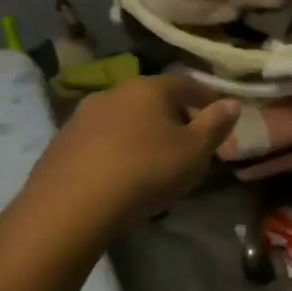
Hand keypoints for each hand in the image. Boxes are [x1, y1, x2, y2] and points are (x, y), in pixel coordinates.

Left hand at [25, 75, 239, 232]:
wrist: (70, 207)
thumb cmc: (145, 171)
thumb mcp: (194, 152)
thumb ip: (215, 125)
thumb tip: (231, 102)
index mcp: (148, 88)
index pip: (185, 83)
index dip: (204, 96)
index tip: (217, 111)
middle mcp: (113, 92)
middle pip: (150, 99)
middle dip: (170, 115)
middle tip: (185, 138)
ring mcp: (81, 117)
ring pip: (121, 119)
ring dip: (138, 132)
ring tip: (151, 159)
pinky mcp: (60, 144)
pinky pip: (98, 141)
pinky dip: (113, 150)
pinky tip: (118, 174)